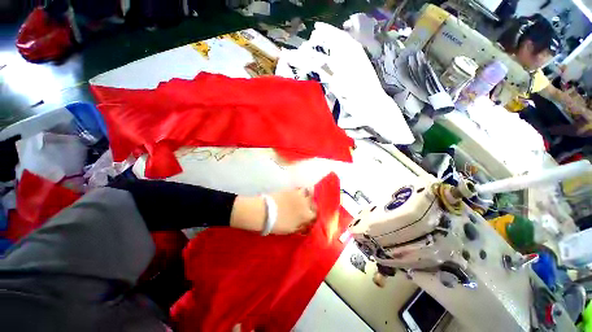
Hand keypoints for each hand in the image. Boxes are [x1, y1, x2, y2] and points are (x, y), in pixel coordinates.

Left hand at [270, 188, 316, 234]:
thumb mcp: (291, 229)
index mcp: (306, 215)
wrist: (266, 212)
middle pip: (313, 203)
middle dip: (311, 206)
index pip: (315, 215)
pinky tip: (296, 194)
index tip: (309, 218)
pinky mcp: (292, 190)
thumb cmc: (278, 224)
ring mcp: (299, 195)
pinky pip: (300, 189)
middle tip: (306, 209)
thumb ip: (301, 226)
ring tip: (302, 199)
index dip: (313, 217)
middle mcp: (306, 203)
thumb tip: (305, 224)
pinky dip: (300, 191)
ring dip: (308, 196)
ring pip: (309, 193)